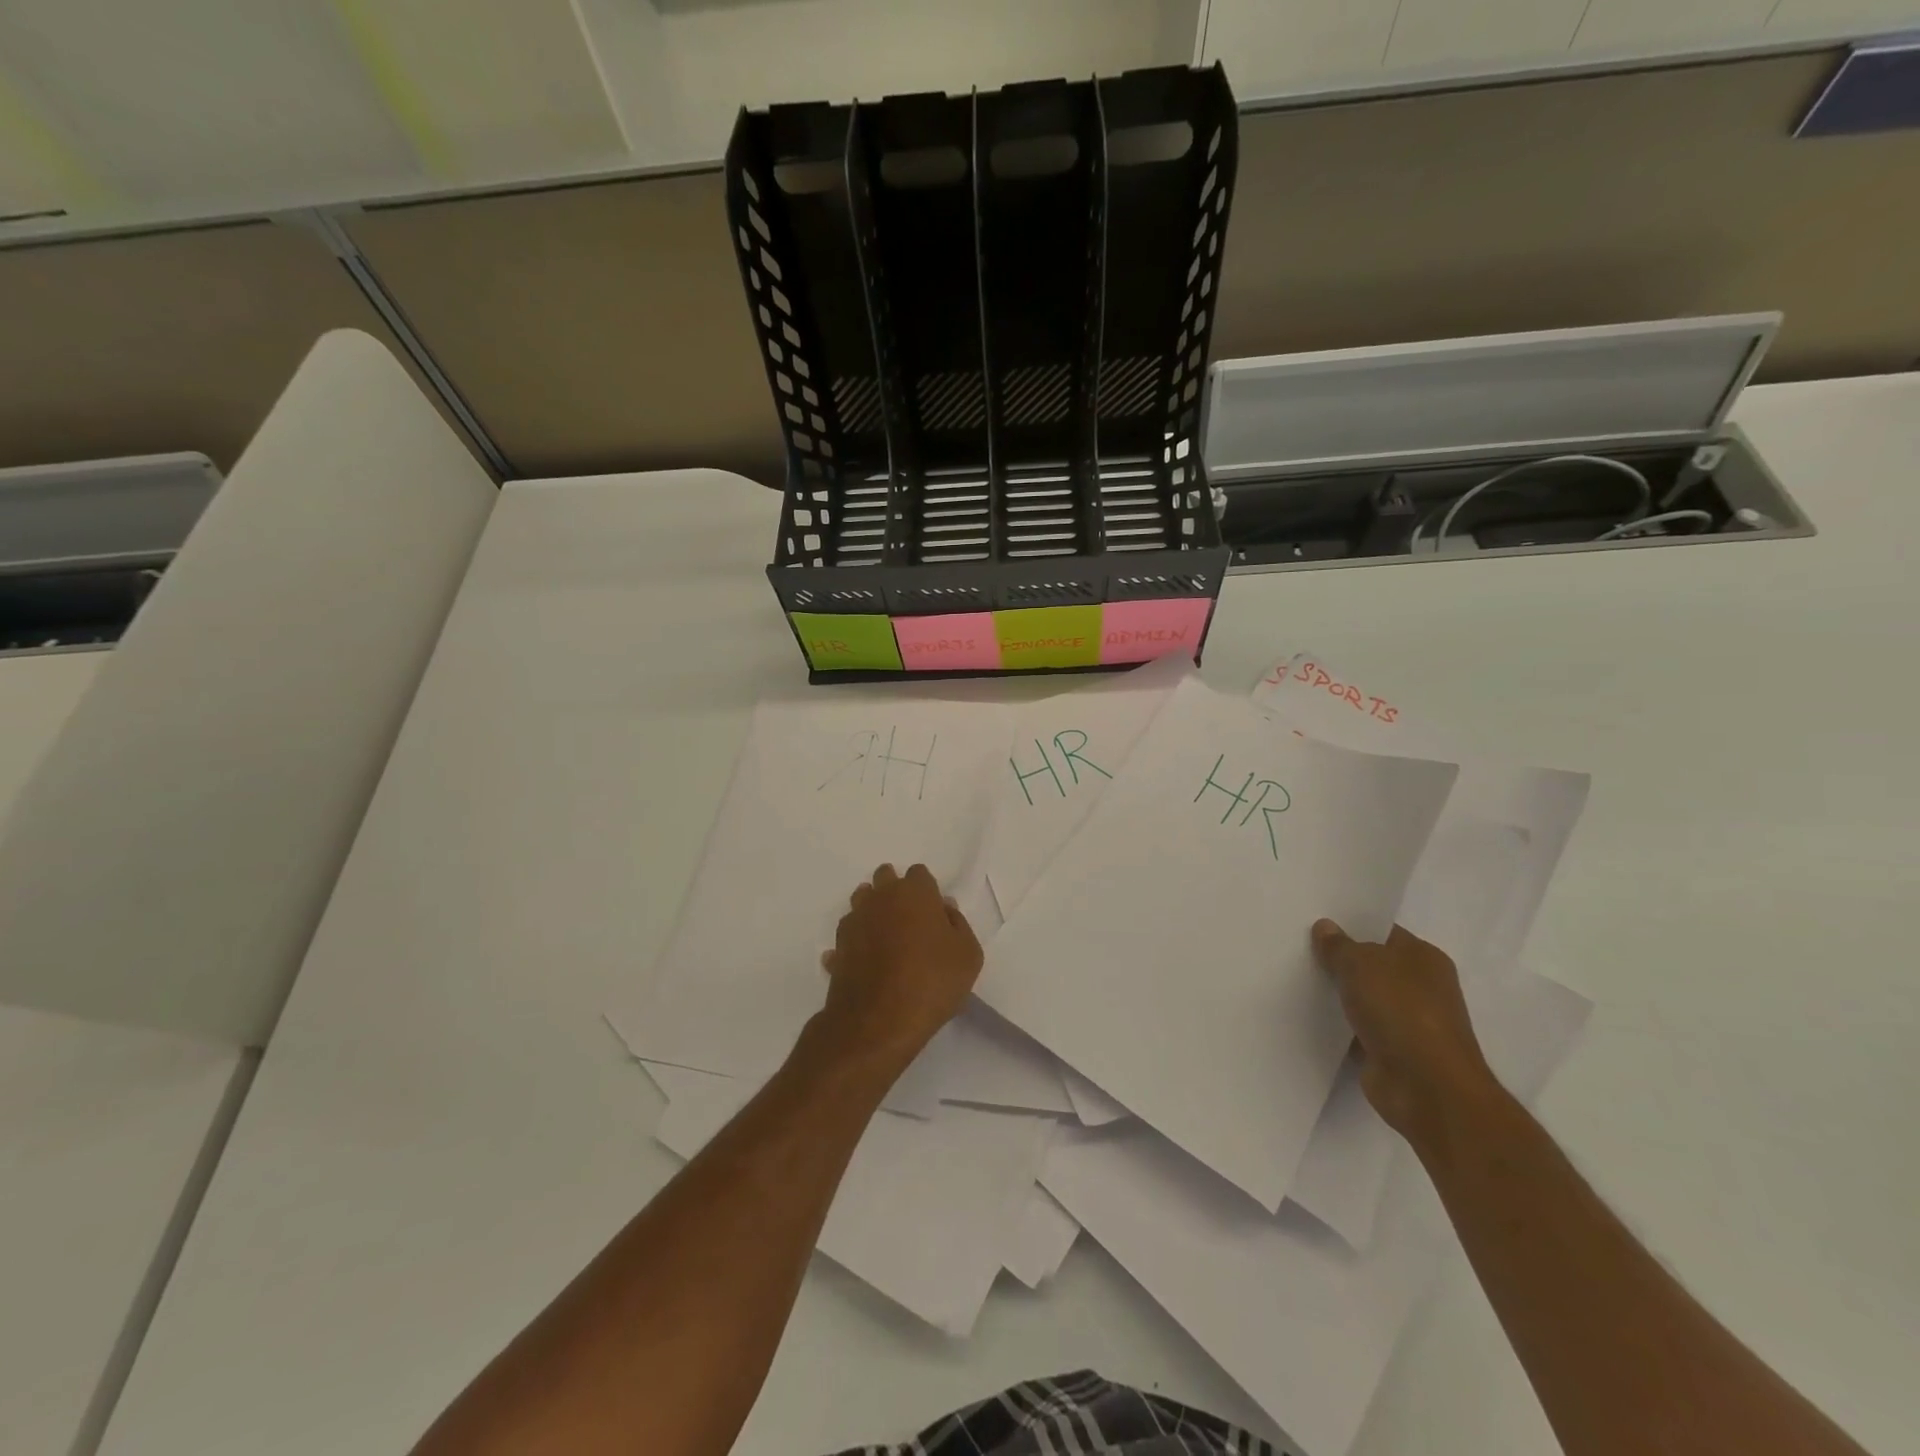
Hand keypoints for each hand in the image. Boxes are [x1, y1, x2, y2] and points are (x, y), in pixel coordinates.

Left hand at [818, 864, 983, 1070]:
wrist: (879, 1022)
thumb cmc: (932, 982)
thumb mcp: (968, 955)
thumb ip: (958, 924)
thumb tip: (944, 908)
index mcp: (914, 892)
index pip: (919, 873)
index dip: (927, 891)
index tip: (934, 914)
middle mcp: (879, 898)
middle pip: (885, 878)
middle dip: (895, 892)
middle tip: (911, 922)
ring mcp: (854, 922)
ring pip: (861, 902)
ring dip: (873, 912)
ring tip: (888, 940)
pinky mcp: (838, 948)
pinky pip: (848, 937)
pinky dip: (856, 944)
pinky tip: (867, 964)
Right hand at [1311, 919, 1499, 1147]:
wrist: (1427, 1088)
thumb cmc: (1401, 1012)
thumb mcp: (1361, 965)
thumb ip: (1339, 946)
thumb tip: (1325, 927)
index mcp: (1423, 958)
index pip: (1382, 932)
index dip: (1349, 925)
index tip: (1313, 921)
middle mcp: (1420, 987)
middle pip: (1371, 965)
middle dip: (1339, 959)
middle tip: (1296, 946)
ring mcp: (1408, 1021)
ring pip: (1362, 997)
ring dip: (1337, 994)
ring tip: (1294, 978)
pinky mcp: (1392, 1051)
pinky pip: (1357, 1028)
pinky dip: (1338, 1025)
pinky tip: (1307, 1015)